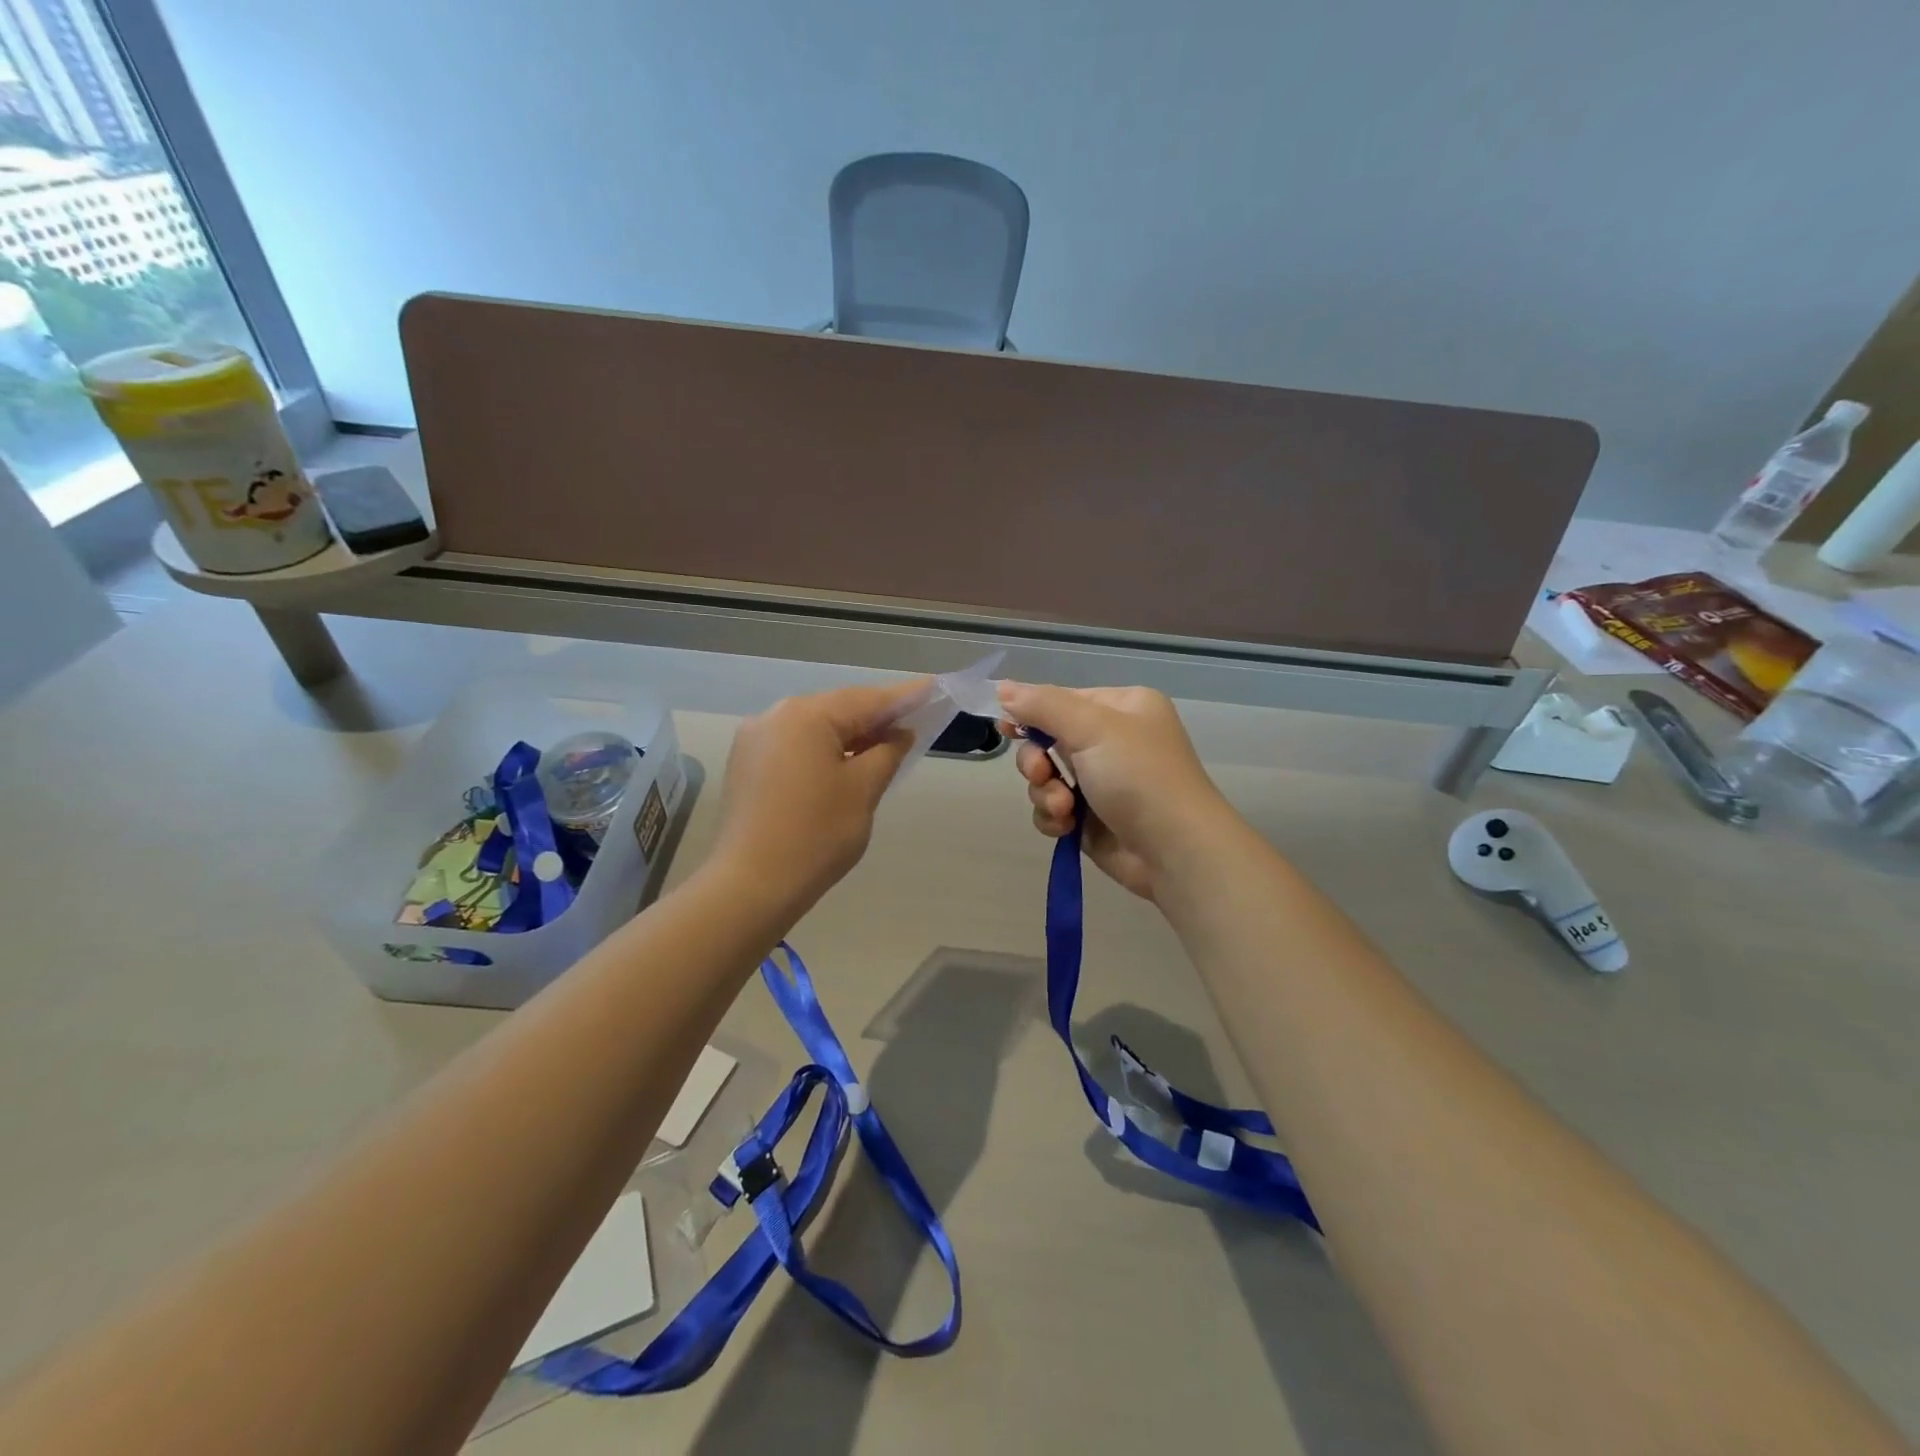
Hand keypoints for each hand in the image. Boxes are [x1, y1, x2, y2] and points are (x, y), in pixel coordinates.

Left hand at [712, 682, 920, 913]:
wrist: (750, 886)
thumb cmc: (816, 835)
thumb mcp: (863, 790)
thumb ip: (888, 752)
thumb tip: (900, 733)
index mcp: (806, 715)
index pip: (867, 699)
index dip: (905, 697)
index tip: (934, 689)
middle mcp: (775, 716)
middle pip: (838, 709)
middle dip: (876, 718)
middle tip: (914, 724)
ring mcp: (755, 740)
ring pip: (815, 728)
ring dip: (850, 736)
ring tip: (886, 746)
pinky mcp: (748, 764)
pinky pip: (796, 745)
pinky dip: (825, 750)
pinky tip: (846, 764)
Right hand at [998, 682, 1230, 900]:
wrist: (1174, 851)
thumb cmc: (1139, 777)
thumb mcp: (1092, 728)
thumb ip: (1042, 705)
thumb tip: (1002, 687)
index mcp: (1121, 708)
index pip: (1062, 700)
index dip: (1030, 713)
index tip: (1005, 727)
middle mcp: (1112, 741)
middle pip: (1048, 740)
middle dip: (1037, 761)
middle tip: (1041, 774)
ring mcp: (1102, 782)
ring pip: (1046, 778)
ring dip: (1045, 793)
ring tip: (1064, 808)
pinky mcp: (1092, 818)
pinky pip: (1054, 809)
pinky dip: (1054, 817)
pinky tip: (1066, 827)